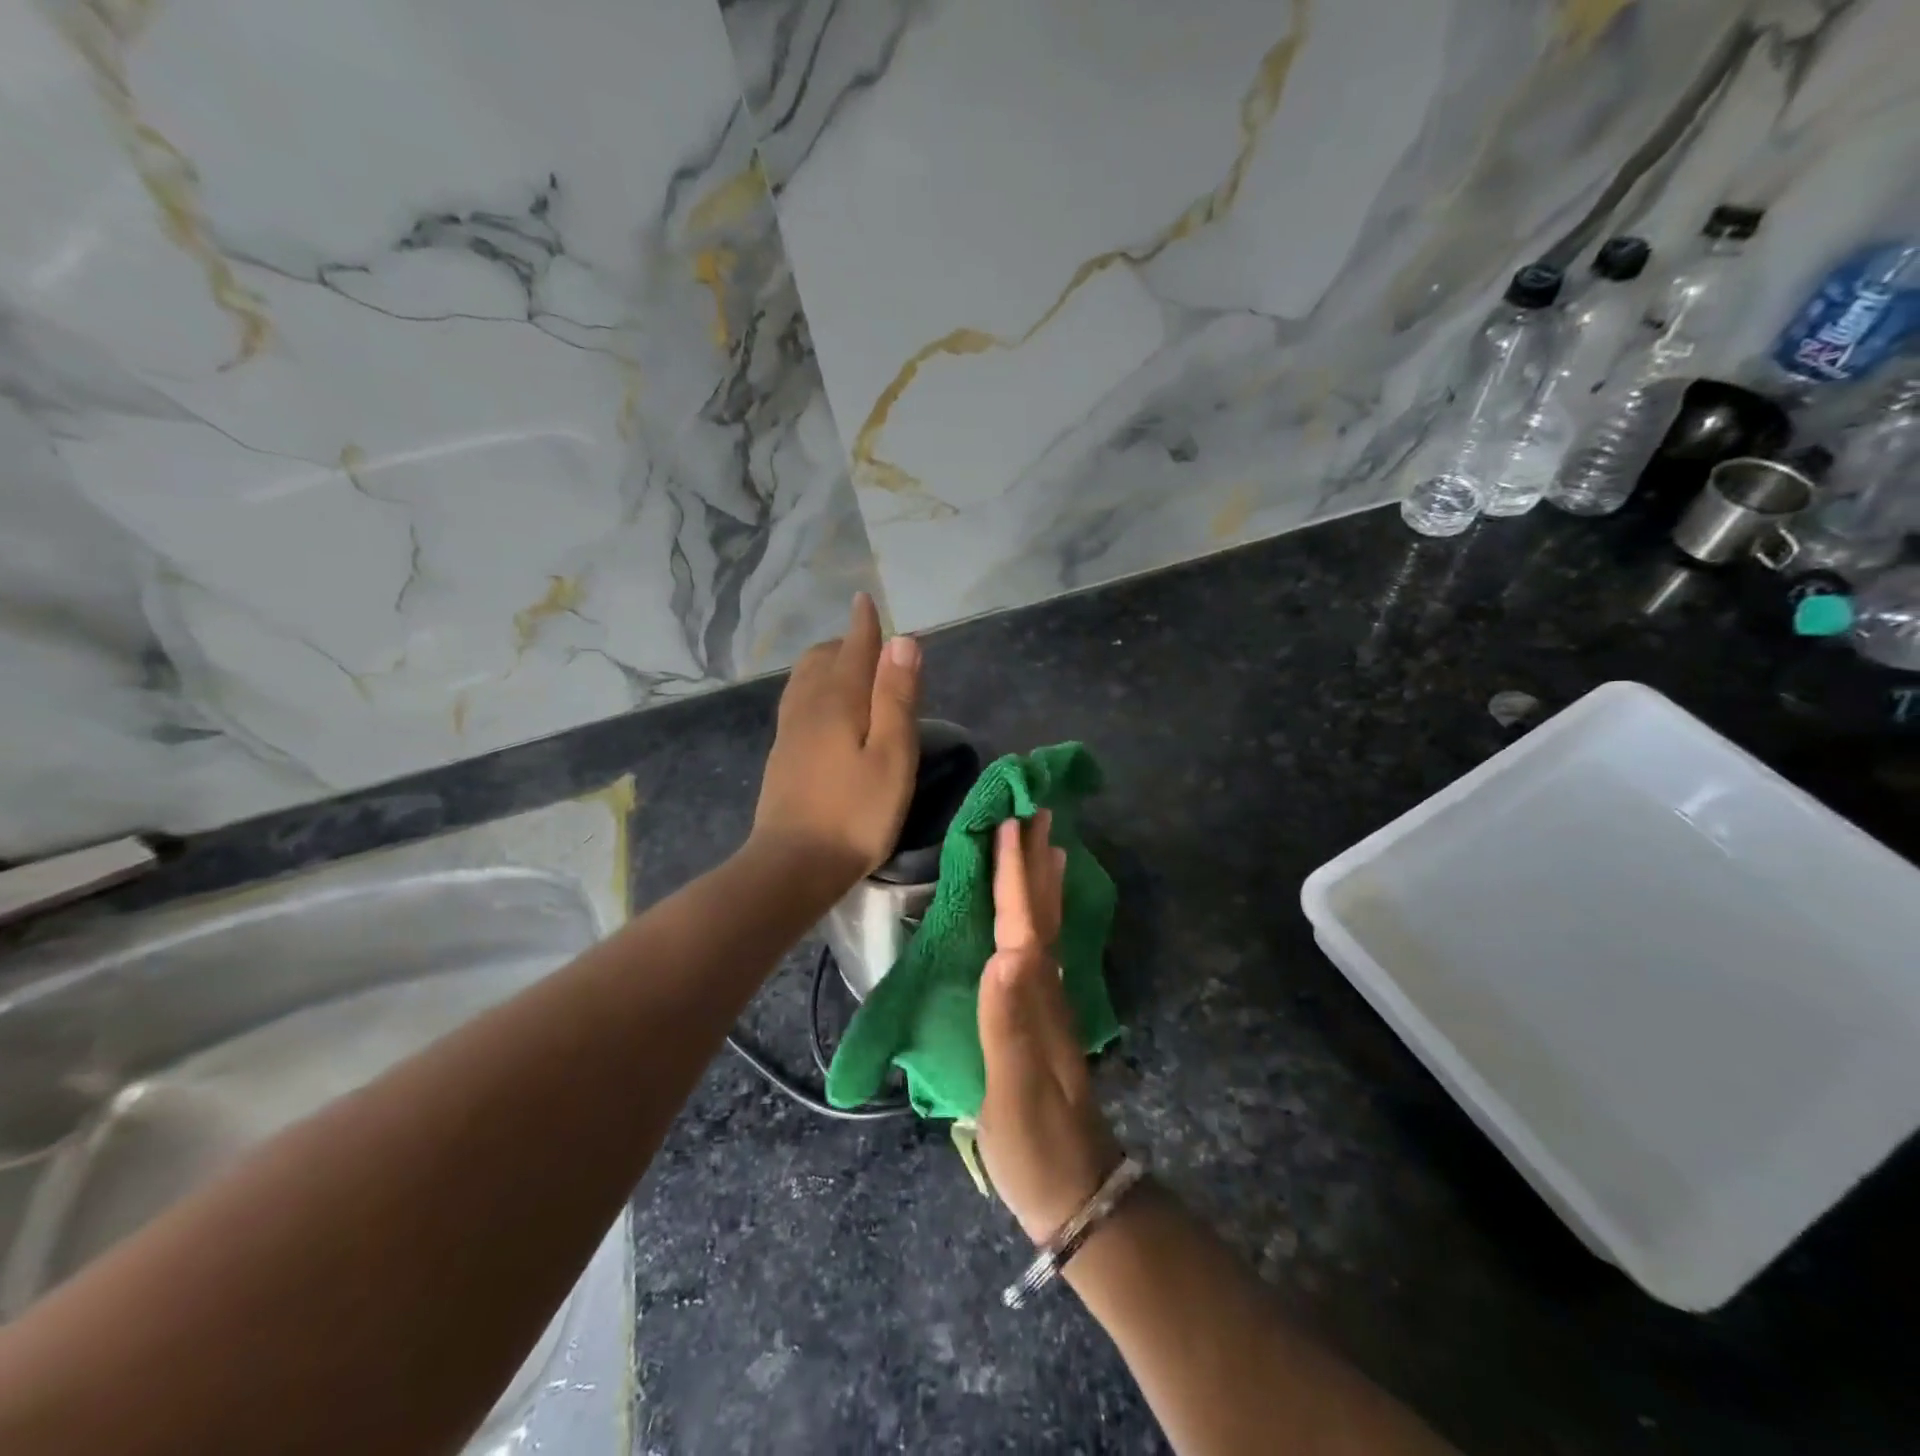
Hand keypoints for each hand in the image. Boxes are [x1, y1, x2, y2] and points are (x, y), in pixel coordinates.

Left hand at [751, 592, 920, 889]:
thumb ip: (896, 696)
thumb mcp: (891, 755)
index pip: (853, 648)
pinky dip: (816, 688)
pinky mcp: (782, 754)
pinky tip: (826, 710)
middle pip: (823, 658)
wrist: (793, 865)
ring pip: (805, 679)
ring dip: (828, 664)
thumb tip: (902, 640)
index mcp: (838, 700)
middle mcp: (807, 705)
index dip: (864, 624)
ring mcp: (789, 730)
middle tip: (876, 651)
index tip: (866, 600)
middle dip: (848, 644)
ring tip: (852, 673)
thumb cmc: (856, 813)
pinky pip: (797, 701)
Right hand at [977, 812, 1121, 1243]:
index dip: (1014, 871)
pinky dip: (1039, 917)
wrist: (1076, 1190)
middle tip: (1036, 810)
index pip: (1022, 919)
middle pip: (1042, 910)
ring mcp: (1048, 1002)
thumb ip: (1007, 1021)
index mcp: (1034, 992)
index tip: (1011, 820)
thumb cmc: (1037, 1141)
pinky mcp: (1041, 1018)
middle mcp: (1046, 986)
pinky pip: (1040, 947)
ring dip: (1043, 881)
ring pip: (1047, 925)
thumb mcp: (1014, 1088)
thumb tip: (1004, 953)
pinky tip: (1036, 915)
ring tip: (1047, 844)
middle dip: (1036, 860)